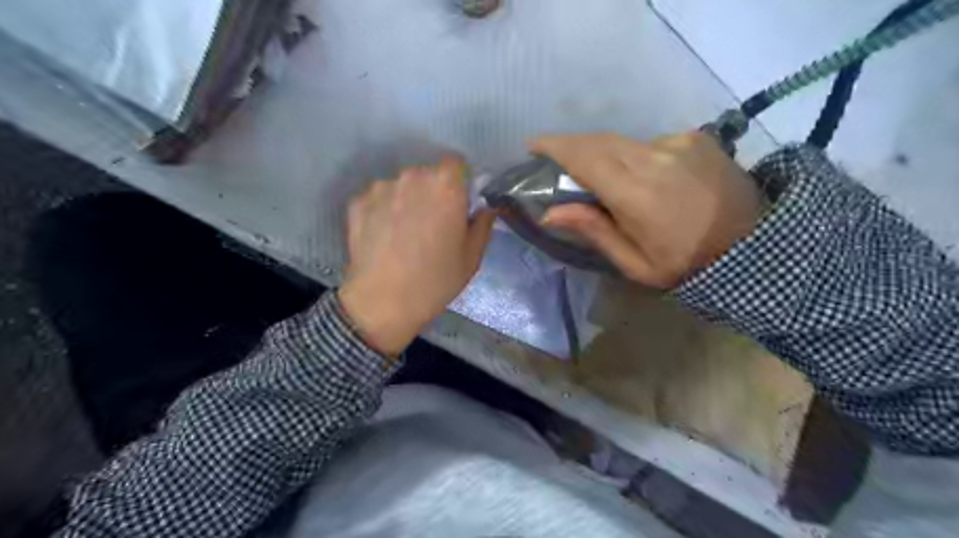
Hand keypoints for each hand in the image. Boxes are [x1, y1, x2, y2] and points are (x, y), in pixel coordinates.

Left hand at [339, 155, 492, 357]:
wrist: (382, 302)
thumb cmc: (435, 280)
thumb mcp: (471, 257)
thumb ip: (483, 224)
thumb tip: (486, 208)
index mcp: (445, 186)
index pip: (456, 162)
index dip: (459, 180)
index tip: (458, 201)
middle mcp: (412, 177)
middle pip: (427, 173)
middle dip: (433, 191)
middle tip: (433, 221)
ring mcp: (381, 188)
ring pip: (401, 185)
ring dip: (407, 199)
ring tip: (405, 232)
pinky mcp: (357, 202)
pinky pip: (378, 198)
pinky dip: (383, 210)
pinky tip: (384, 236)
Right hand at [537, 131, 760, 287]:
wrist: (754, 244)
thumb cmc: (687, 264)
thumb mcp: (636, 263)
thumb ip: (594, 231)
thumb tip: (551, 211)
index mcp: (636, 194)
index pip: (585, 157)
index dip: (555, 147)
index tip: (532, 145)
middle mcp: (654, 158)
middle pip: (600, 141)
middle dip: (572, 145)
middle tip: (555, 159)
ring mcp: (678, 143)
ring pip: (624, 141)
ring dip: (603, 153)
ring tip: (600, 176)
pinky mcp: (695, 138)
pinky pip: (650, 142)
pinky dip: (635, 155)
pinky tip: (644, 176)